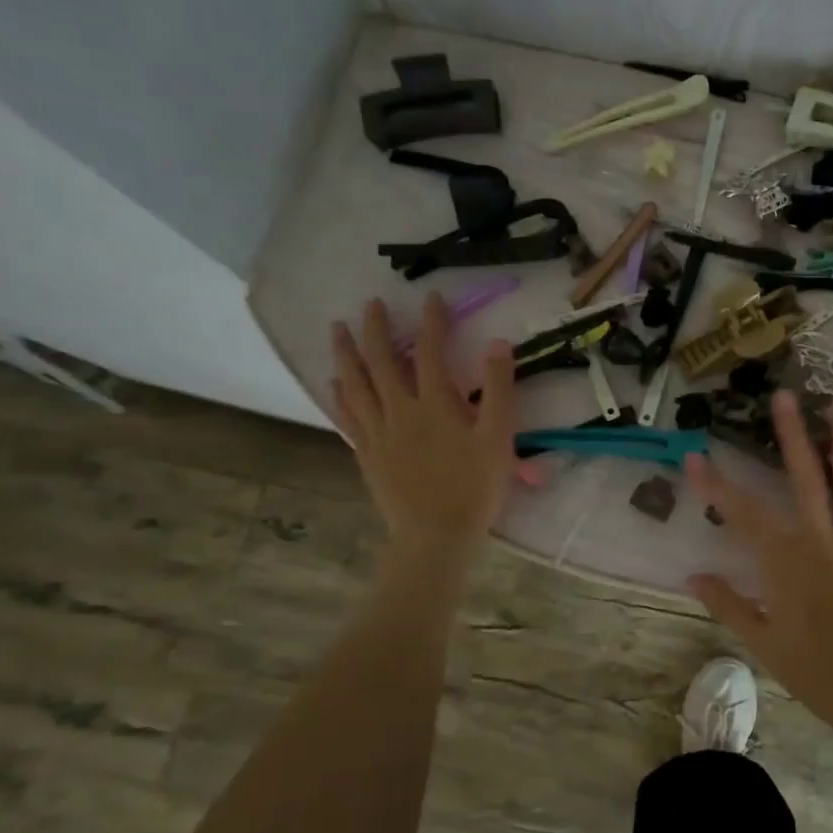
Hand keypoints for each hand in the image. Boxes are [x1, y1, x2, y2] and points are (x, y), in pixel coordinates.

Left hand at [330, 294, 516, 544]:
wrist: (436, 535)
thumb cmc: (475, 487)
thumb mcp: (498, 437)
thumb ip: (499, 389)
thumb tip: (497, 343)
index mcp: (435, 404)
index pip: (431, 352)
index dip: (432, 322)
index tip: (431, 297)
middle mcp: (401, 411)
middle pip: (383, 362)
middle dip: (377, 329)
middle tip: (371, 304)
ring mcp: (378, 433)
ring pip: (356, 385)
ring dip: (346, 354)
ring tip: (337, 330)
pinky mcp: (367, 453)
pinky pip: (347, 416)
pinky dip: (339, 395)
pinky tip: (333, 383)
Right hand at [683, 390, 832, 740]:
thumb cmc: (811, 670)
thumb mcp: (760, 641)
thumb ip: (726, 603)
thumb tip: (692, 575)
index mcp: (785, 563)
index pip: (743, 515)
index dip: (716, 486)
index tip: (694, 458)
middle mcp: (820, 542)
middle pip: (803, 481)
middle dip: (790, 436)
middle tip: (784, 396)